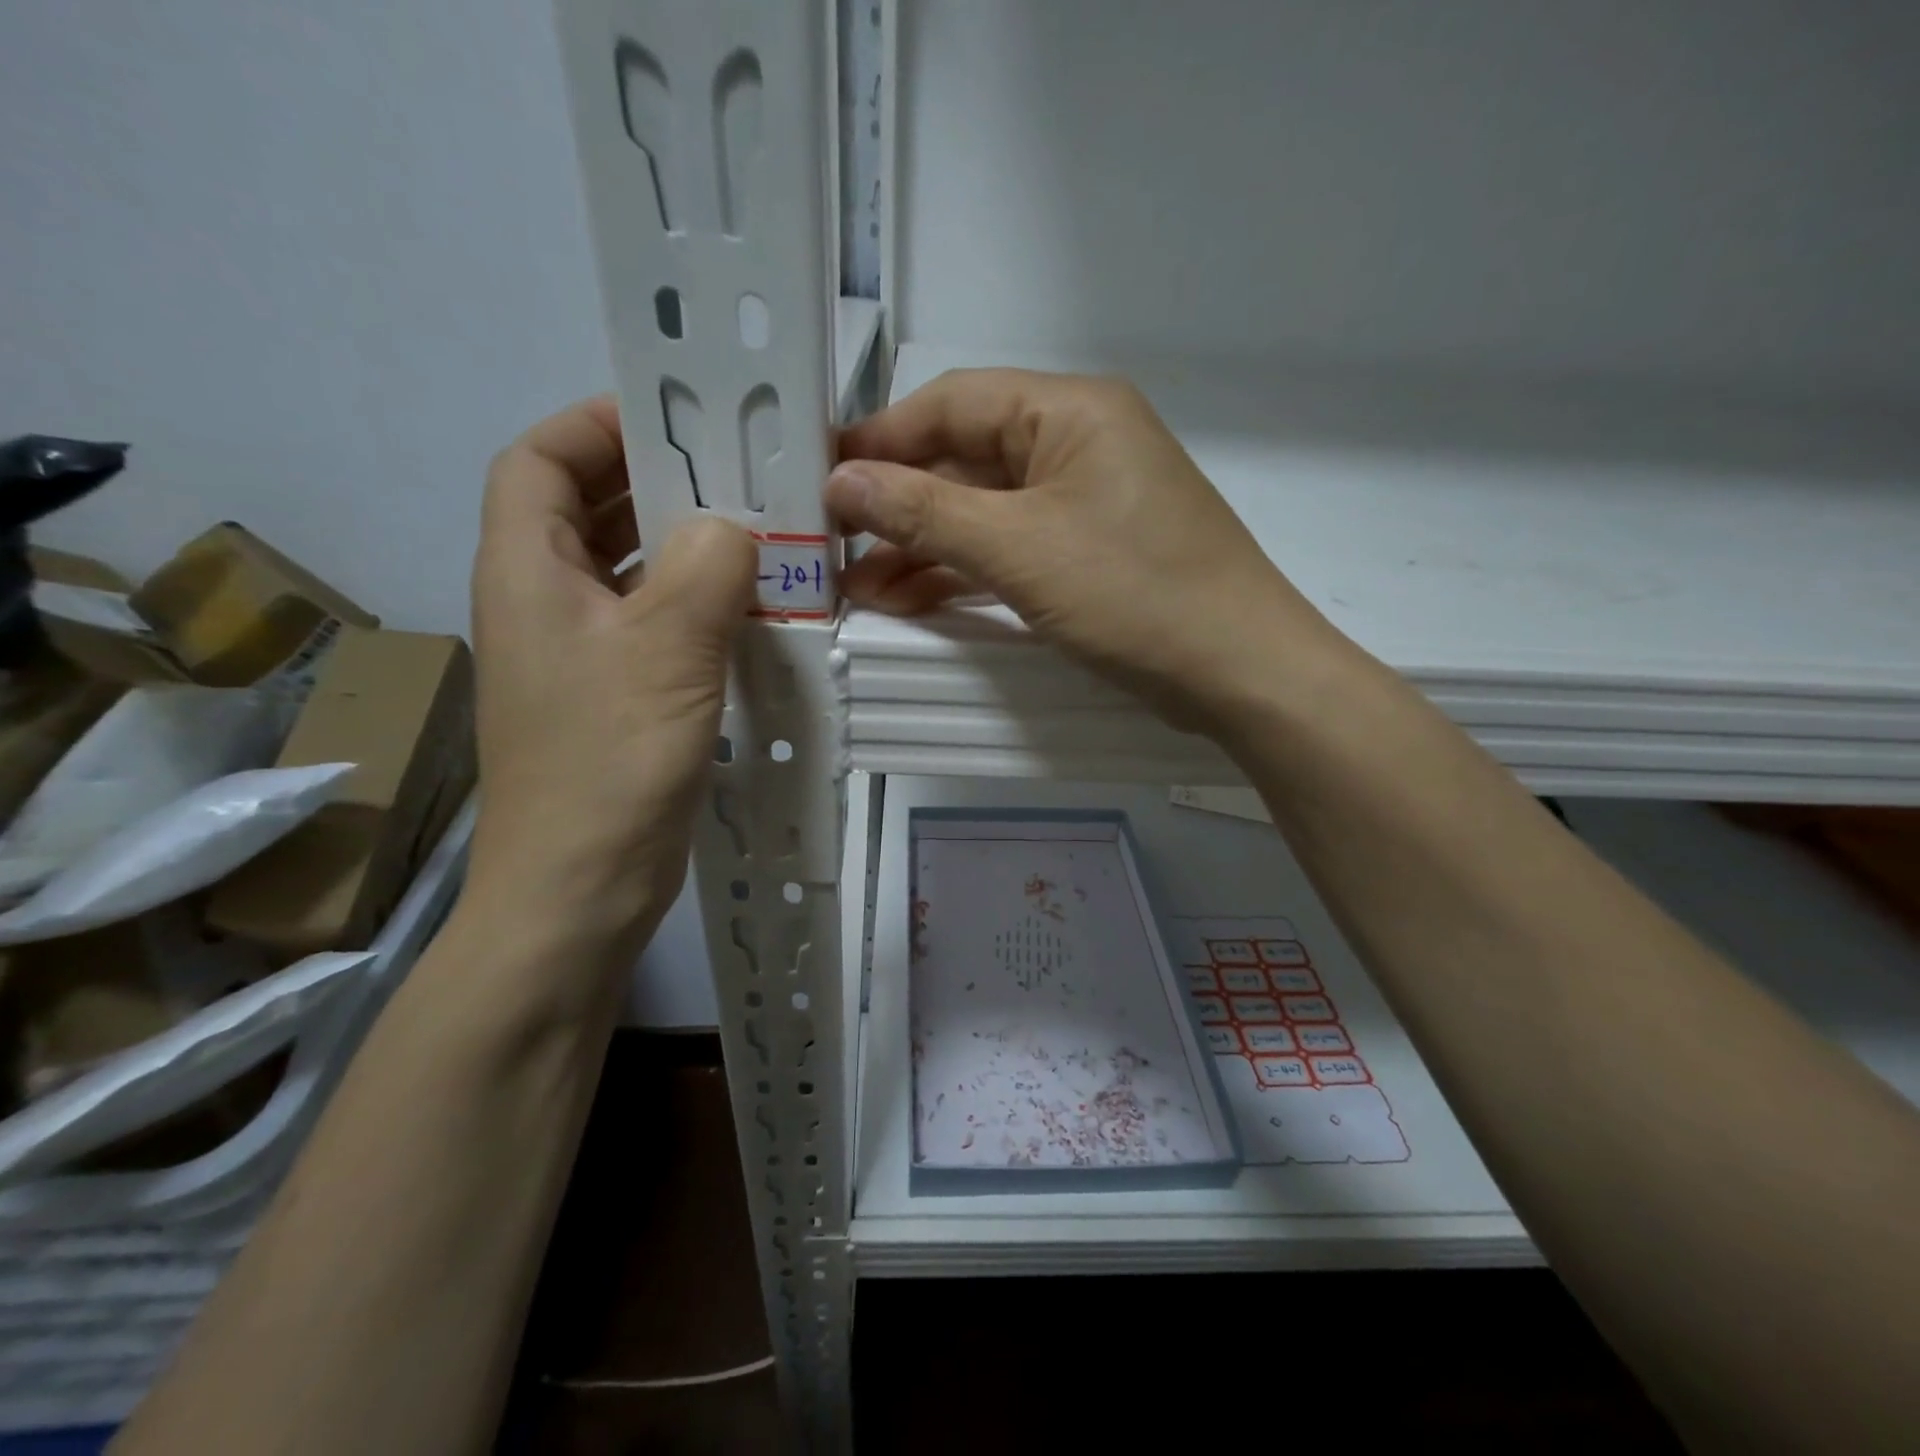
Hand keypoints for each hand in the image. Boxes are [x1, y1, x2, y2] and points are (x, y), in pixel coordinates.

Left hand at [468, 397, 754, 957]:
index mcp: (529, 573)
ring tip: (758, 534)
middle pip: (587, 510)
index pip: (539, 461)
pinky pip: (655, 624)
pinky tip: (753, 611)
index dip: (594, 425)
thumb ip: (705, 570)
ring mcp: (581, 655)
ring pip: (628, 571)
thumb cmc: (609, 764)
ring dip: (684, 546)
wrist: (582, 888)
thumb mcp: (665, 652)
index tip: (674, 419)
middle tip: (738, 473)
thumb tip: (733, 527)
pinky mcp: (616, 697)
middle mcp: (545, 604)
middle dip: (656, 481)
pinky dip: (698, 605)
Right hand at [828, 368, 1341, 731]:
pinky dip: (963, 572)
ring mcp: (1082, 502)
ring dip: (923, 548)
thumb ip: (924, 513)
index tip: (818, 481)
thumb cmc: (1134, 593)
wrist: (1238, 672)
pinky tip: (910, 600)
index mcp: (1067, 411)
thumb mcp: (1018, 549)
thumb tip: (839, 482)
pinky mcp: (1086, 552)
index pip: (951, 404)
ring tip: (859, 588)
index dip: (881, 441)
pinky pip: (1009, 549)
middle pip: (963, 461)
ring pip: (982, 513)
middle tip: (830, 547)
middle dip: (897, 506)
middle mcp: (1074, 444)